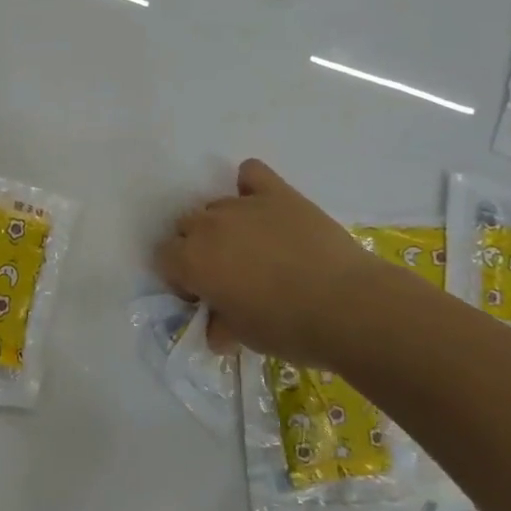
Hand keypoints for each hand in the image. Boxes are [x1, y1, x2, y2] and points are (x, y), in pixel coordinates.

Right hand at [154, 159, 385, 367]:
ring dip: (224, 226)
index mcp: (191, 259)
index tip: (204, 295)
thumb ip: (219, 324)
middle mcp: (208, 225)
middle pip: (186, 226)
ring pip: (216, 206)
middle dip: (198, 248)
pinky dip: (250, 186)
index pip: (163, 256)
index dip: (180, 277)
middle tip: (228, 274)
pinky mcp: (278, 193)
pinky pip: (251, 173)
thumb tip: (216, 326)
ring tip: (255, 250)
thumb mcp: (242, 337)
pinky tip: (264, 205)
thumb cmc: (287, 329)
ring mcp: (243, 204)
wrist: (347, 306)